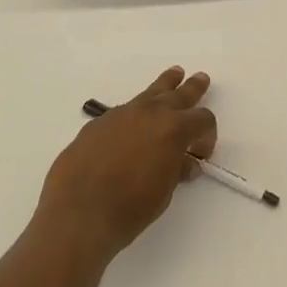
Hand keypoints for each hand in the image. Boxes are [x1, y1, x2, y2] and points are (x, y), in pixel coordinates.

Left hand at [36, 67, 216, 263]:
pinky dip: (136, 112)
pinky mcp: (98, 123)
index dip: (207, 134)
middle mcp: (149, 113)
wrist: (79, 212)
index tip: (201, 153)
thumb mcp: (164, 192)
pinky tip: (133, 124)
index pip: (202, 119)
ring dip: (165, 86)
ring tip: (174, 74)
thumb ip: (176, 169)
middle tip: (201, 78)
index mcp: (173, 129)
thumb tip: (185, 162)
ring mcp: (121, 114)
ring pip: (149, 93)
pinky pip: (124, 110)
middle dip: (192, 88)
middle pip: (178, 93)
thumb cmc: (130, 207)